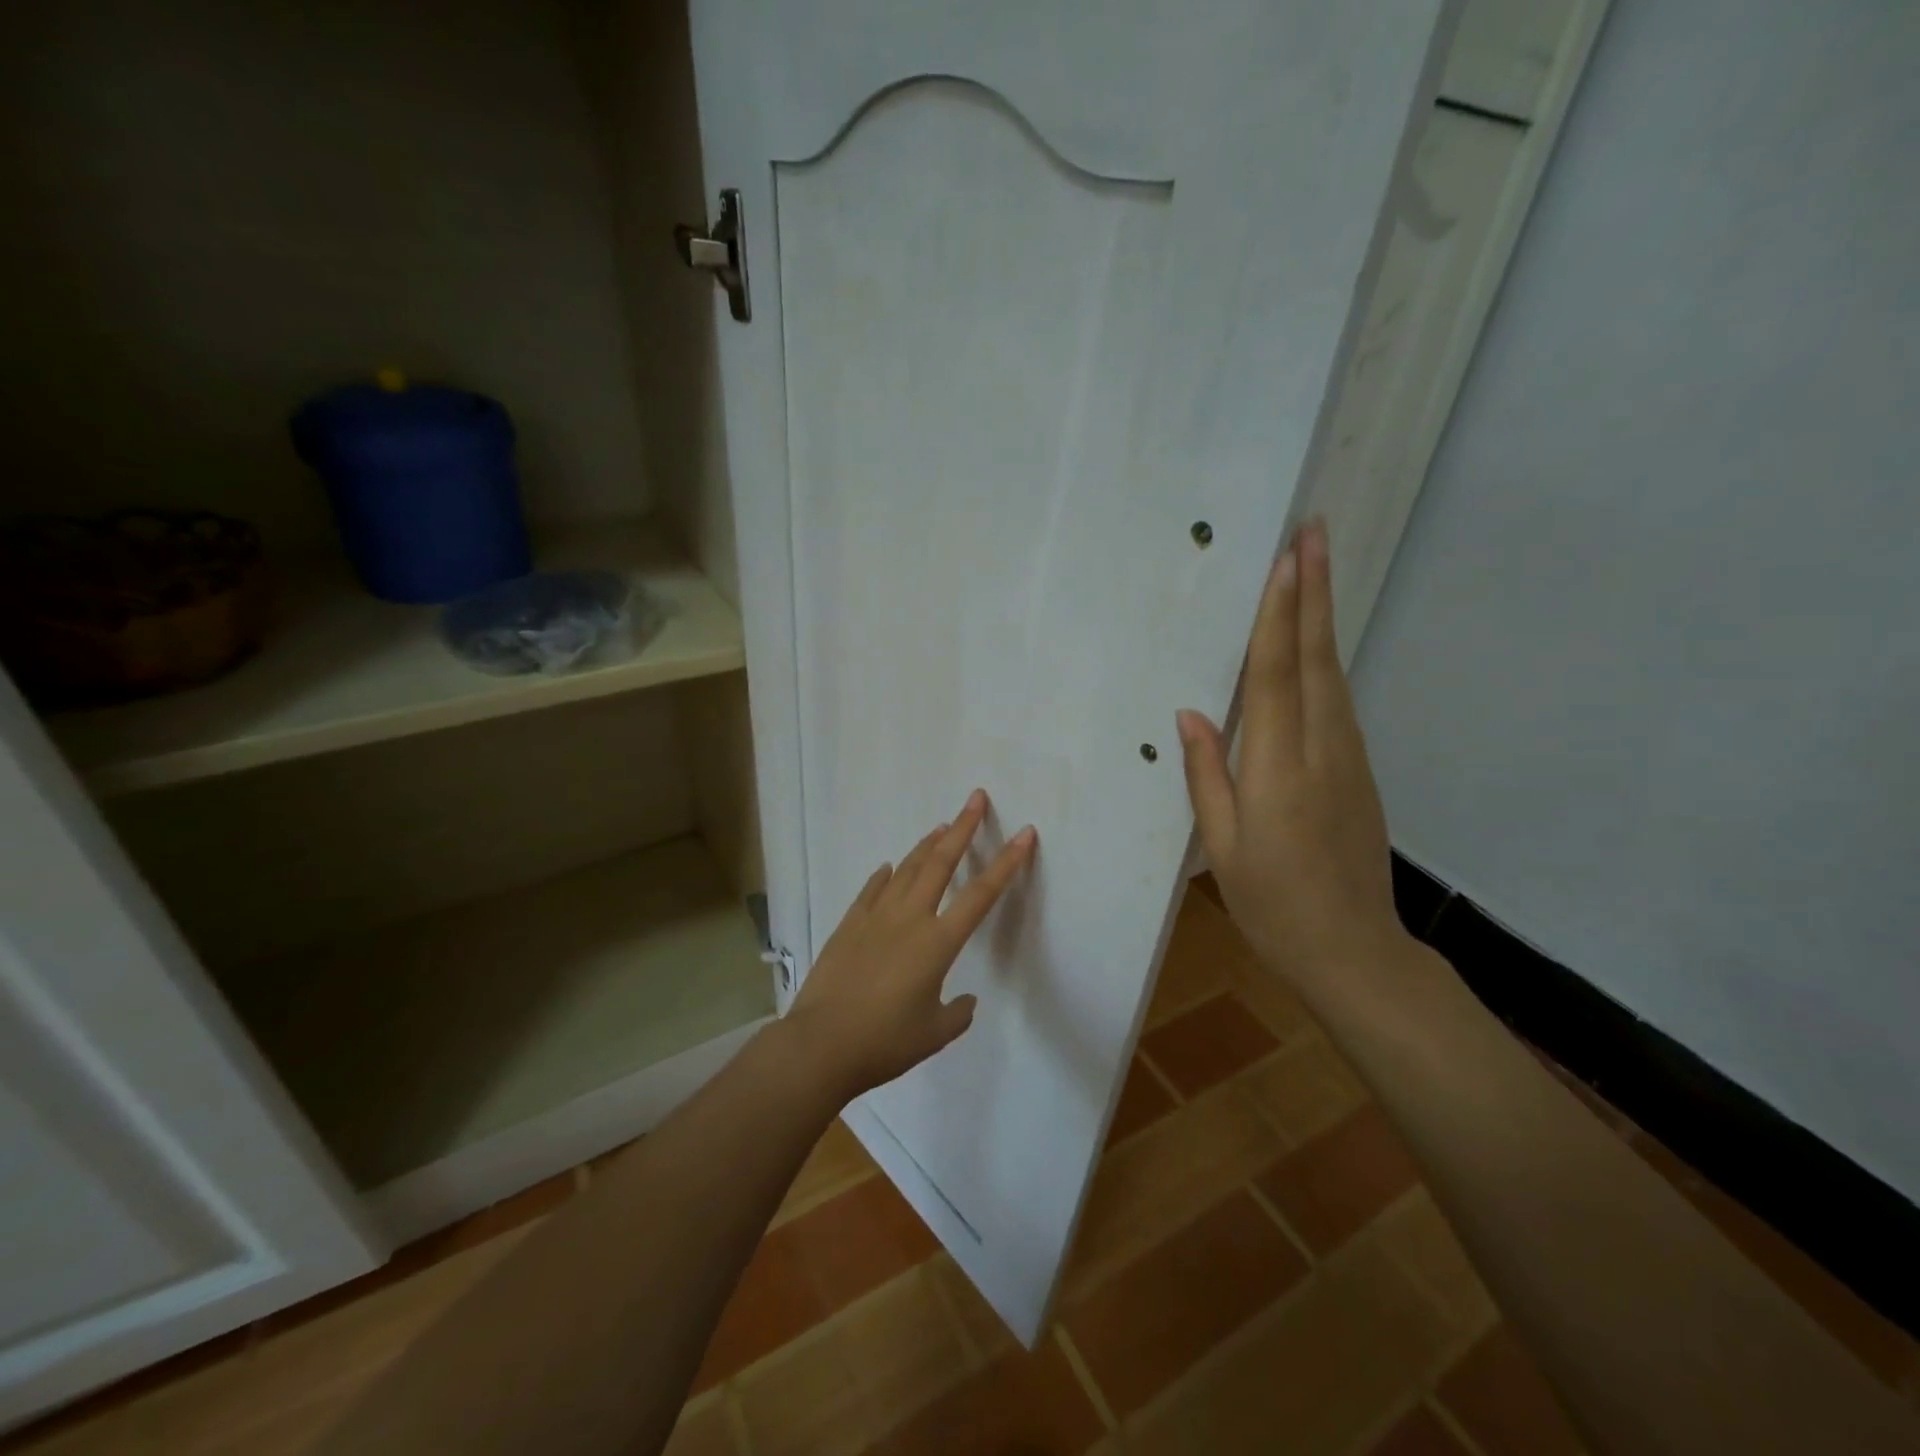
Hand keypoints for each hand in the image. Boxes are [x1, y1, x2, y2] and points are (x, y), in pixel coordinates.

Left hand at [785, 789, 1036, 1102]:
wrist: (821, 1044)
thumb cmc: (884, 1042)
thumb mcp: (934, 1034)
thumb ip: (957, 1013)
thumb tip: (964, 1000)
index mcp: (937, 942)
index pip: (981, 894)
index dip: (1006, 862)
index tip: (1023, 833)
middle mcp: (909, 919)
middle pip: (940, 862)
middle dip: (963, 828)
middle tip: (975, 798)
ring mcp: (875, 917)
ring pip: (907, 869)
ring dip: (926, 845)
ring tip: (941, 825)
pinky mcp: (849, 924)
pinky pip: (872, 890)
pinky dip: (885, 876)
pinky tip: (890, 867)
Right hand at [1176, 519, 1410, 994]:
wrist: (1354, 952)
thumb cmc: (1272, 905)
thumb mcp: (1223, 846)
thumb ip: (1207, 774)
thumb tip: (1190, 714)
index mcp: (1280, 769)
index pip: (1278, 676)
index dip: (1279, 615)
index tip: (1285, 560)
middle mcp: (1323, 750)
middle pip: (1317, 658)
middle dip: (1314, 591)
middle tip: (1315, 531)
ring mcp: (1350, 758)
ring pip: (1334, 674)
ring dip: (1322, 617)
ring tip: (1313, 569)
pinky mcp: (1360, 770)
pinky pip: (1339, 702)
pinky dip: (1325, 660)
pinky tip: (1313, 644)